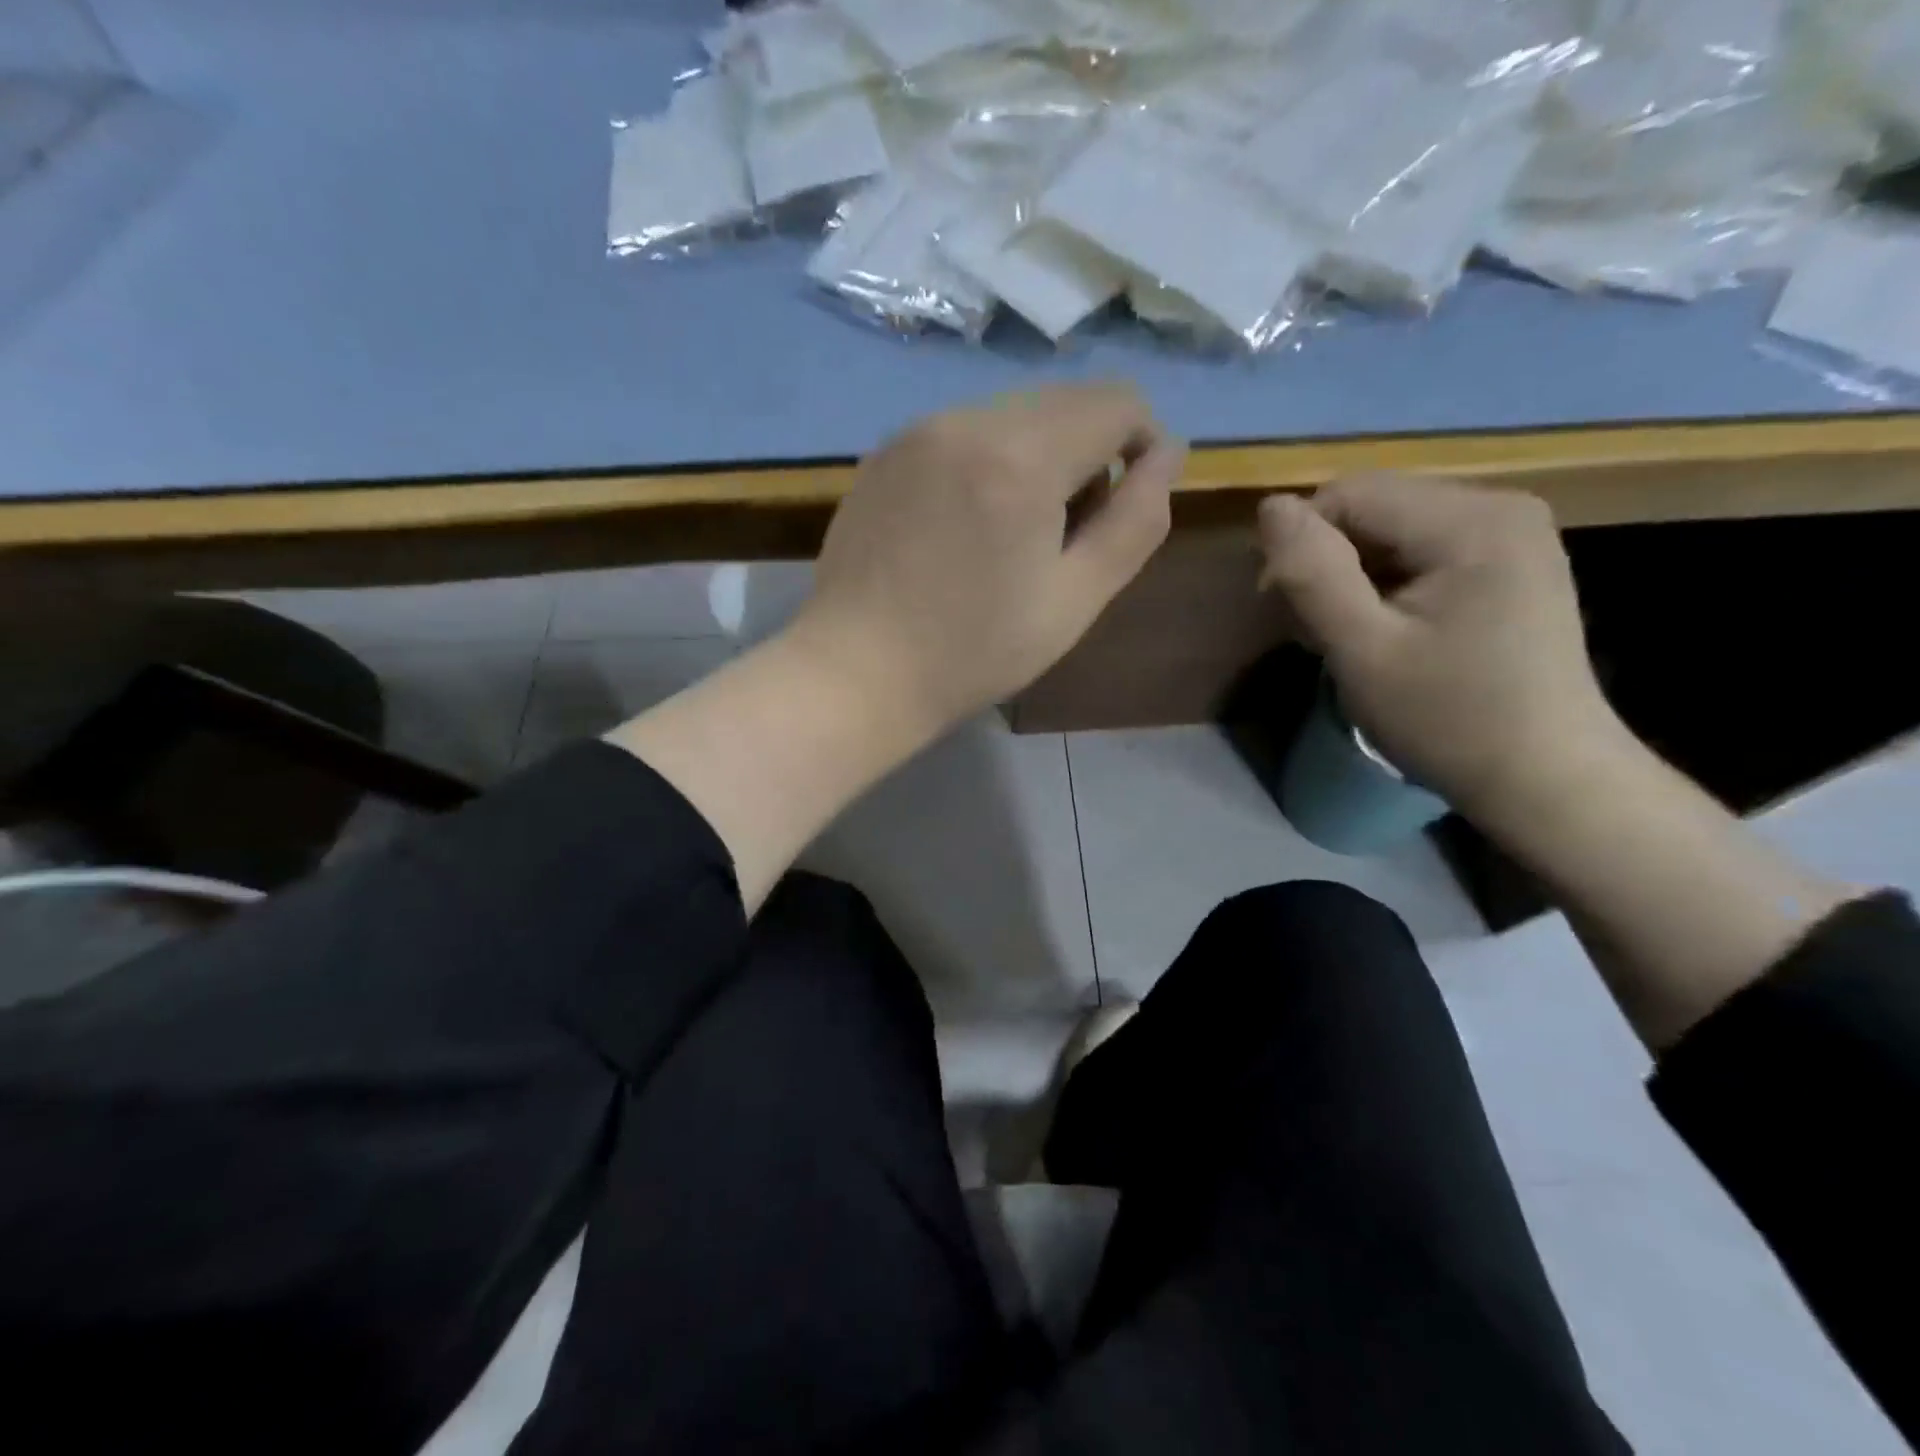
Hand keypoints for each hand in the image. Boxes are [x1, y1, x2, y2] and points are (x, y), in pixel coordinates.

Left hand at [786, 383, 1185, 735]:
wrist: (858, 672)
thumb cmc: (974, 651)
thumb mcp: (1075, 599)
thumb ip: (1135, 521)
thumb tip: (1168, 454)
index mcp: (1021, 457)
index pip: (1116, 402)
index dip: (1143, 443)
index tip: (1126, 503)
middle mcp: (966, 421)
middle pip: (1063, 402)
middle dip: (1089, 452)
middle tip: (1066, 531)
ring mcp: (916, 431)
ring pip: (1011, 415)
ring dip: (1037, 456)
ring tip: (1012, 532)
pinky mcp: (884, 452)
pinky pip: (961, 433)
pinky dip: (986, 462)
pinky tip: (963, 526)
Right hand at [1257, 474, 1627, 824]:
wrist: (1545, 777)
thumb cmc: (1447, 719)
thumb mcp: (1362, 651)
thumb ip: (1313, 575)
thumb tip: (1270, 507)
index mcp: (1471, 520)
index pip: (1349, 494)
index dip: (1301, 545)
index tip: (1285, 611)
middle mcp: (1501, 505)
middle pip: (1374, 506)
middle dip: (1330, 561)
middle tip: (1318, 632)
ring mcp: (1514, 531)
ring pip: (1394, 527)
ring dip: (1355, 575)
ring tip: (1350, 635)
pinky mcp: (1513, 559)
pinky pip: (1424, 547)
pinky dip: (1388, 581)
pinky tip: (1388, 628)